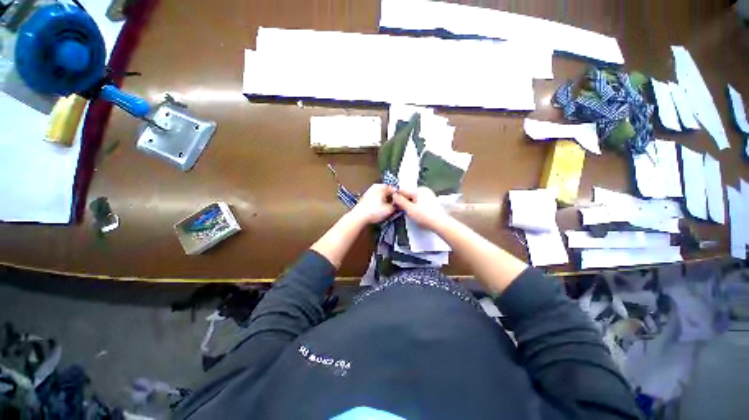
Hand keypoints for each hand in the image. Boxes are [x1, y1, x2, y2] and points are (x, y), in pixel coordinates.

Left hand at [350, 184, 396, 224]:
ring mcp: (370, 192)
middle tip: (394, 207)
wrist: (359, 217)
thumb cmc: (371, 212)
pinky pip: (376, 199)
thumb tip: (399, 205)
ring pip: (382, 196)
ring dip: (386, 202)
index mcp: (382, 186)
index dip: (399, 198)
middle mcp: (375, 187)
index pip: (395, 190)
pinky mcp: (366, 198)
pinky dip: (379, 203)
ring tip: (386, 210)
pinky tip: (379, 211)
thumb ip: (397, 205)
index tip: (400, 203)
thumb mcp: (389, 210)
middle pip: (388, 192)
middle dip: (392, 200)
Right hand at [392, 187, 450, 230]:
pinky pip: (420, 203)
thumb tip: (394, 195)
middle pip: (409, 195)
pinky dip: (416, 208)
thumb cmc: (425, 216)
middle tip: (402, 211)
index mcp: (419, 189)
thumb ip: (400, 201)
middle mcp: (424, 190)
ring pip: (414, 200)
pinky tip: (417, 215)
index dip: (397, 198)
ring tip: (410, 215)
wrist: (441, 224)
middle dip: (404, 203)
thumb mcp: (409, 209)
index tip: (394, 205)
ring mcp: (429, 196)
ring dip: (410, 206)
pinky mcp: (431, 202)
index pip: (403, 191)